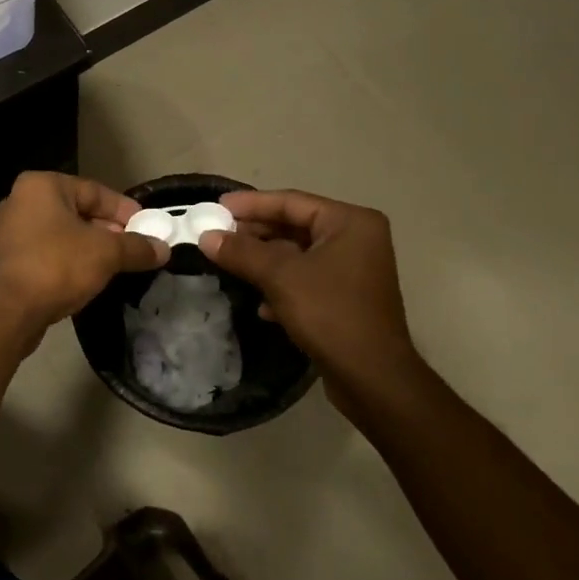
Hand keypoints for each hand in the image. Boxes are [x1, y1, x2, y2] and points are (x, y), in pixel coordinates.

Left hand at [0, 172, 167, 326]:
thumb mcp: (106, 253)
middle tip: (133, 248)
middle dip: (107, 230)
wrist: (6, 311)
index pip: (94, 191)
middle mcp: (19, 202)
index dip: (124, 210)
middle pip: (75, 212)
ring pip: (59, 235)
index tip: (147, 227)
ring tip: (114, 267)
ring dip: (87, 249)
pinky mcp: (3, 263)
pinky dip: (66, 263)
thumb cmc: (56, 266)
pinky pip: (44, 255)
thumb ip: (136, 247)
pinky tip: (85, 281)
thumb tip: (164, 249)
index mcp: (40, 186)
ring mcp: (6, 233)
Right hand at [199, 190, 424, 409]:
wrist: (372, 377)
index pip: (291, 202)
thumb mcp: (280, 277)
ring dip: (263, 261)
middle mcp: (356, 239)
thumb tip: (206, 236)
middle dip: (254, 234)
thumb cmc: (330, 313)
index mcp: (350, 222)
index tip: (216, 207)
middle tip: (217, 235)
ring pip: (297, 255)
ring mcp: (353, 270)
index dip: (250, 204)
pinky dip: (281, 286)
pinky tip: (261, 305)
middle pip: (294, 227)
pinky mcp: (346, 298)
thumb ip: (242, 252)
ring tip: (229, 265)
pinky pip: (305, 280)